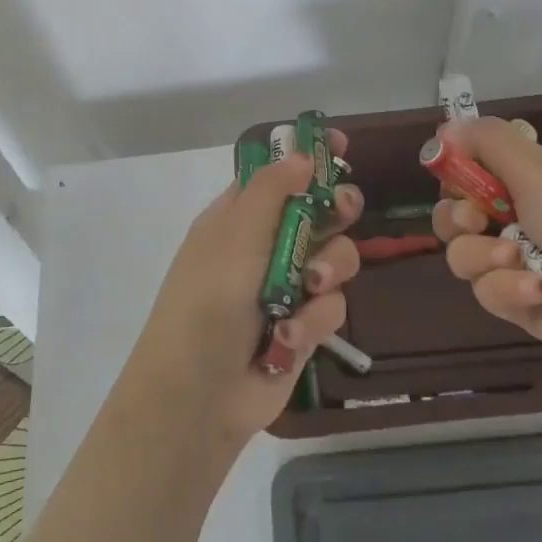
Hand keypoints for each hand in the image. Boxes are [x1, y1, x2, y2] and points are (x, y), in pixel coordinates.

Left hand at [123, 136, 362, 448]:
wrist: (199, 395)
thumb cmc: (208, 301)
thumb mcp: (235, 236)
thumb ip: (271, 192)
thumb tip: (301, 153)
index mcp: (239, 216)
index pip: (279, 175)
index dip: (309, 159)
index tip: (342, 146)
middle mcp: (265, 245)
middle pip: (319, 211)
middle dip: (336, 211)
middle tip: (342, 212)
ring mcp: (288, 286)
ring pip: (336, 258)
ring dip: (327, 271)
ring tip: (308, 289)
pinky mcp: (305, 326)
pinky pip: (332, 306)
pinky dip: (313, 320)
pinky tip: (287, 337)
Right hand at [432, 117, 541, 379]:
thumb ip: (490, 142)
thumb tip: (448, 124)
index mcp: (528, 181)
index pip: (469, 172)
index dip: (454, 175)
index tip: (455, 179)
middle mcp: (519, 219)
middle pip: (455, 216)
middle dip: (456, 219)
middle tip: (475, 221)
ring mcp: (520, 265)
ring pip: (463, 257)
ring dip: (483, 257)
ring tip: (519, 262)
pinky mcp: (523, 307)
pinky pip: (488, 294)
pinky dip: (508, 290)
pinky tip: (539, 292)